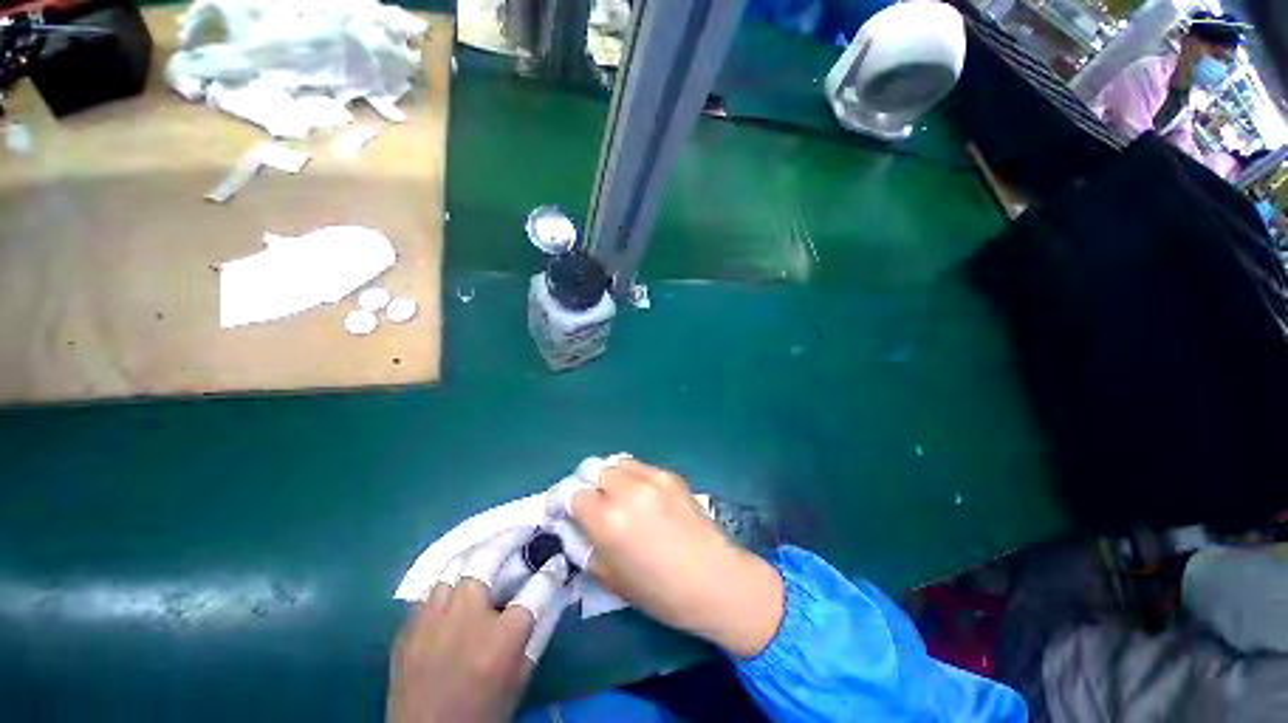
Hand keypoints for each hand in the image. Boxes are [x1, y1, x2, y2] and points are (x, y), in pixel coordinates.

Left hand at [387, 529, 569, 722]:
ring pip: (455, 564)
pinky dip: (452, 575)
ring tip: (494, 544)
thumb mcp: (521, 676)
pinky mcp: (408, 626)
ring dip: (479, 549)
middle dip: (511, 536)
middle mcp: (464, 621)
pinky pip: (433, 586)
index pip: (537, 588)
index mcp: (499, 641)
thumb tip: (555, 592)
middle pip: (487, 558)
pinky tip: (461, 576)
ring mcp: (430, 621)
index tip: (558, 558)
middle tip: (524, 529)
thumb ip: (540, 631)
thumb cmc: (483, 710)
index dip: (552, 569)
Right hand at [568, 459, 783, 658]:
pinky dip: (632, 476)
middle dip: (588, 485)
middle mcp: (627, 490)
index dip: (566, 502)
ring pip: (616, 463)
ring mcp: (651, 478)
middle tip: (594, 503)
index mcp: (608, 520)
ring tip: (617, 495)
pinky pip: (640, 467)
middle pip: (593, 470)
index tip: (568, 511)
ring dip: (610, 477)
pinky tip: (641, 495)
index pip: (573, 494)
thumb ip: (585, 545)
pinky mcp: (669, 474)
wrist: (712, 578)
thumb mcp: (609, 578)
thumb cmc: (659, 591)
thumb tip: (574, 525)